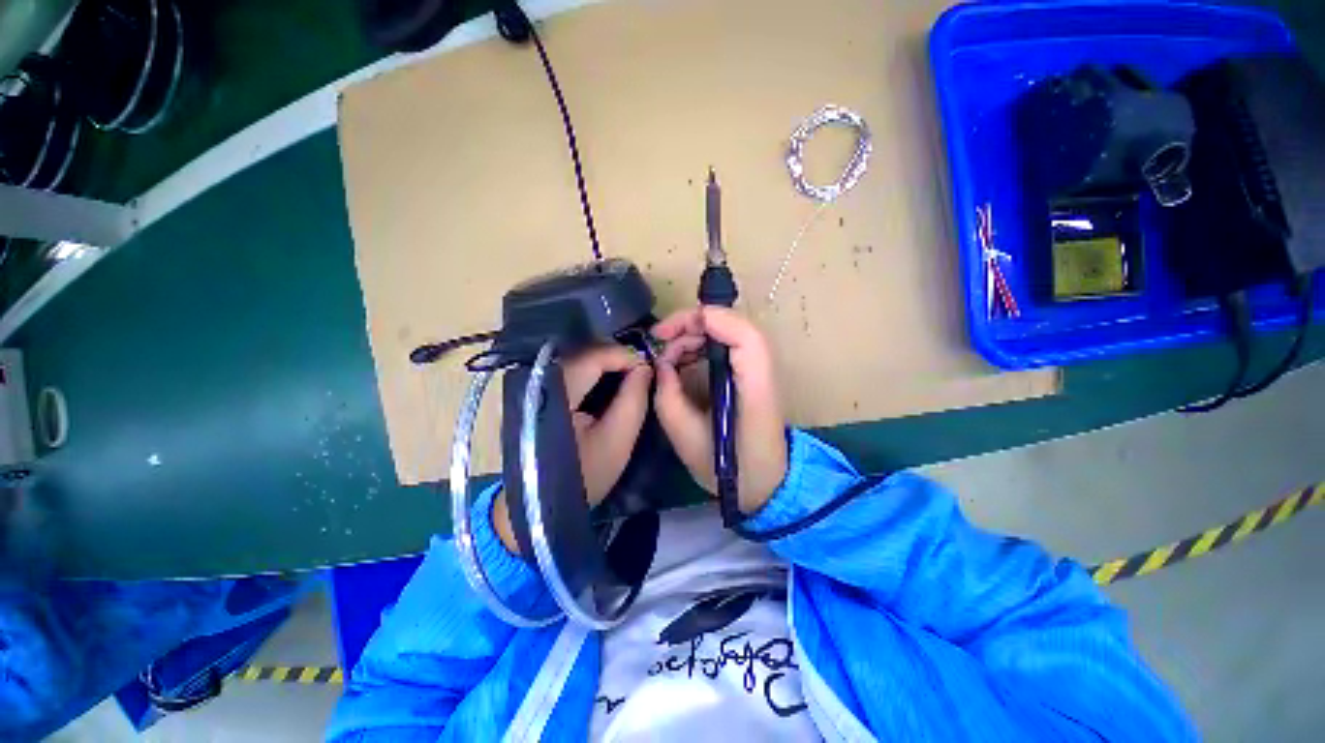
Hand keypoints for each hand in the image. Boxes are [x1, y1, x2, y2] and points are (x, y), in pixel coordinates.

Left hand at [494, 345, 652, 553]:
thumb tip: (645, 366)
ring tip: (631, 375)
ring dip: (606, 364)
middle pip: (584, 355)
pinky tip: (609, 382)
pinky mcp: (539, 395)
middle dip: (617, 358)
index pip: (593, 357)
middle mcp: (540, 381)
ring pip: (577, 361)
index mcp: (557, 393)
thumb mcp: (618, 439)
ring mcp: (536, 387)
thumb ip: (634, 398)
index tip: (649, 366)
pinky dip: (593, 374)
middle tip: (643, 370)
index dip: (624, 355)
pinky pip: (571, 372)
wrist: (543, 505)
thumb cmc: (584, 476)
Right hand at [651, 306, 787, 514]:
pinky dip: (700, 346)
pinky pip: (725, 345)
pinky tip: (681, 362)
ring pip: (727, 331)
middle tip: (658, 340)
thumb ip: (668, 397)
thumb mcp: (686, 438)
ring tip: (666, 358)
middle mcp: (762, 371)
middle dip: (690, 324)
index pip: (744, 336)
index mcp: (755, 389)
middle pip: (732, 325)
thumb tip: (660, 364)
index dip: (708, 320)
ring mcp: (758, 370)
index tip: (668, 332)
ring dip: (692, 335)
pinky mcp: (750, 374)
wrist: (764, 482)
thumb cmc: (729, 468)